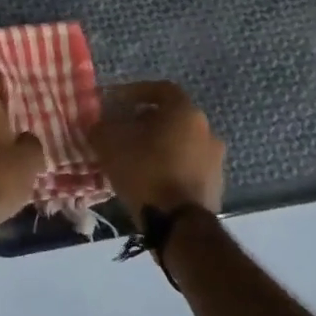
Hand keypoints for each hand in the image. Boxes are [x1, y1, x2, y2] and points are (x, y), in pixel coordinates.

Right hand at [89, 80, 224, 224]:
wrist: (180, 225)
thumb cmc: (145, 172)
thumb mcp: (110, 145)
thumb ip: (101, 127)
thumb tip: (99, 124)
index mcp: (185, 112)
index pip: (161, 89)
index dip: (136, 92)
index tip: (117, 102)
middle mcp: (207, 130)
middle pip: (172, 117)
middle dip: (147, 121)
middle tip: (124, 132)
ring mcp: (215, 159)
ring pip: (182, 143)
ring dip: (160, 146)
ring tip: (136, 160)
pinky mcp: (216, 186)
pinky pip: (188, 167)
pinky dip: (171, 168)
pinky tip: (152, 181)